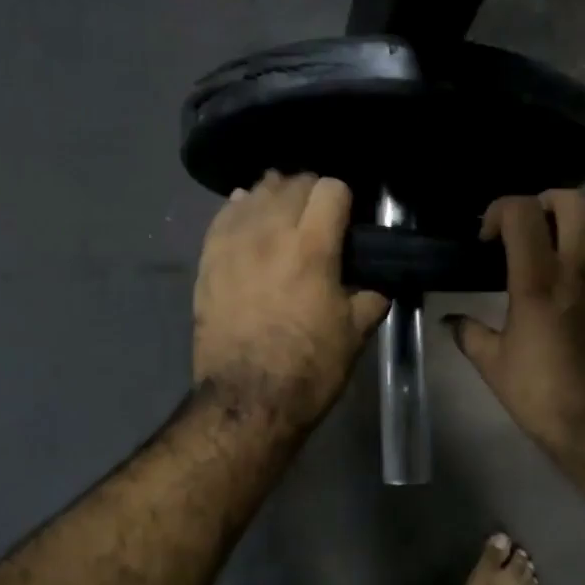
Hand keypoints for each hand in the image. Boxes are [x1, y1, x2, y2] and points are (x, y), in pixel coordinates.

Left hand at [193, 173, 389, 429]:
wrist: (247, 400)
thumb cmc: (309, 367)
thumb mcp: (355, 334)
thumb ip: (370, 298)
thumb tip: (377, 285)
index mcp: (312, 247)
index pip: (330, 189)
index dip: (344, 197)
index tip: (348, 216)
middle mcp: (270, 233)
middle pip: (291, 184)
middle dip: (310, 191)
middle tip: (319, 214)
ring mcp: (233, 245)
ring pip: (255, 194)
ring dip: (275, 195)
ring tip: (284, 210)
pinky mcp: (208, 261)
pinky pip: (223, 216)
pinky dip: (240, 209)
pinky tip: (247, 213)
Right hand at [446, 190, 584, 462]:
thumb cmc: (545, 396)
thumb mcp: (495, 366)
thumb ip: (469, 334)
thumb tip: (450, 321)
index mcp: (539, 280)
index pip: (521, 211)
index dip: (499, 210)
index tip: (489, 237)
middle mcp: (582, 266)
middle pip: (571, 200)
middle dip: (543, 204)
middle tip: (528, 229)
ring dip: (579, 224)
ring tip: (562, 247)